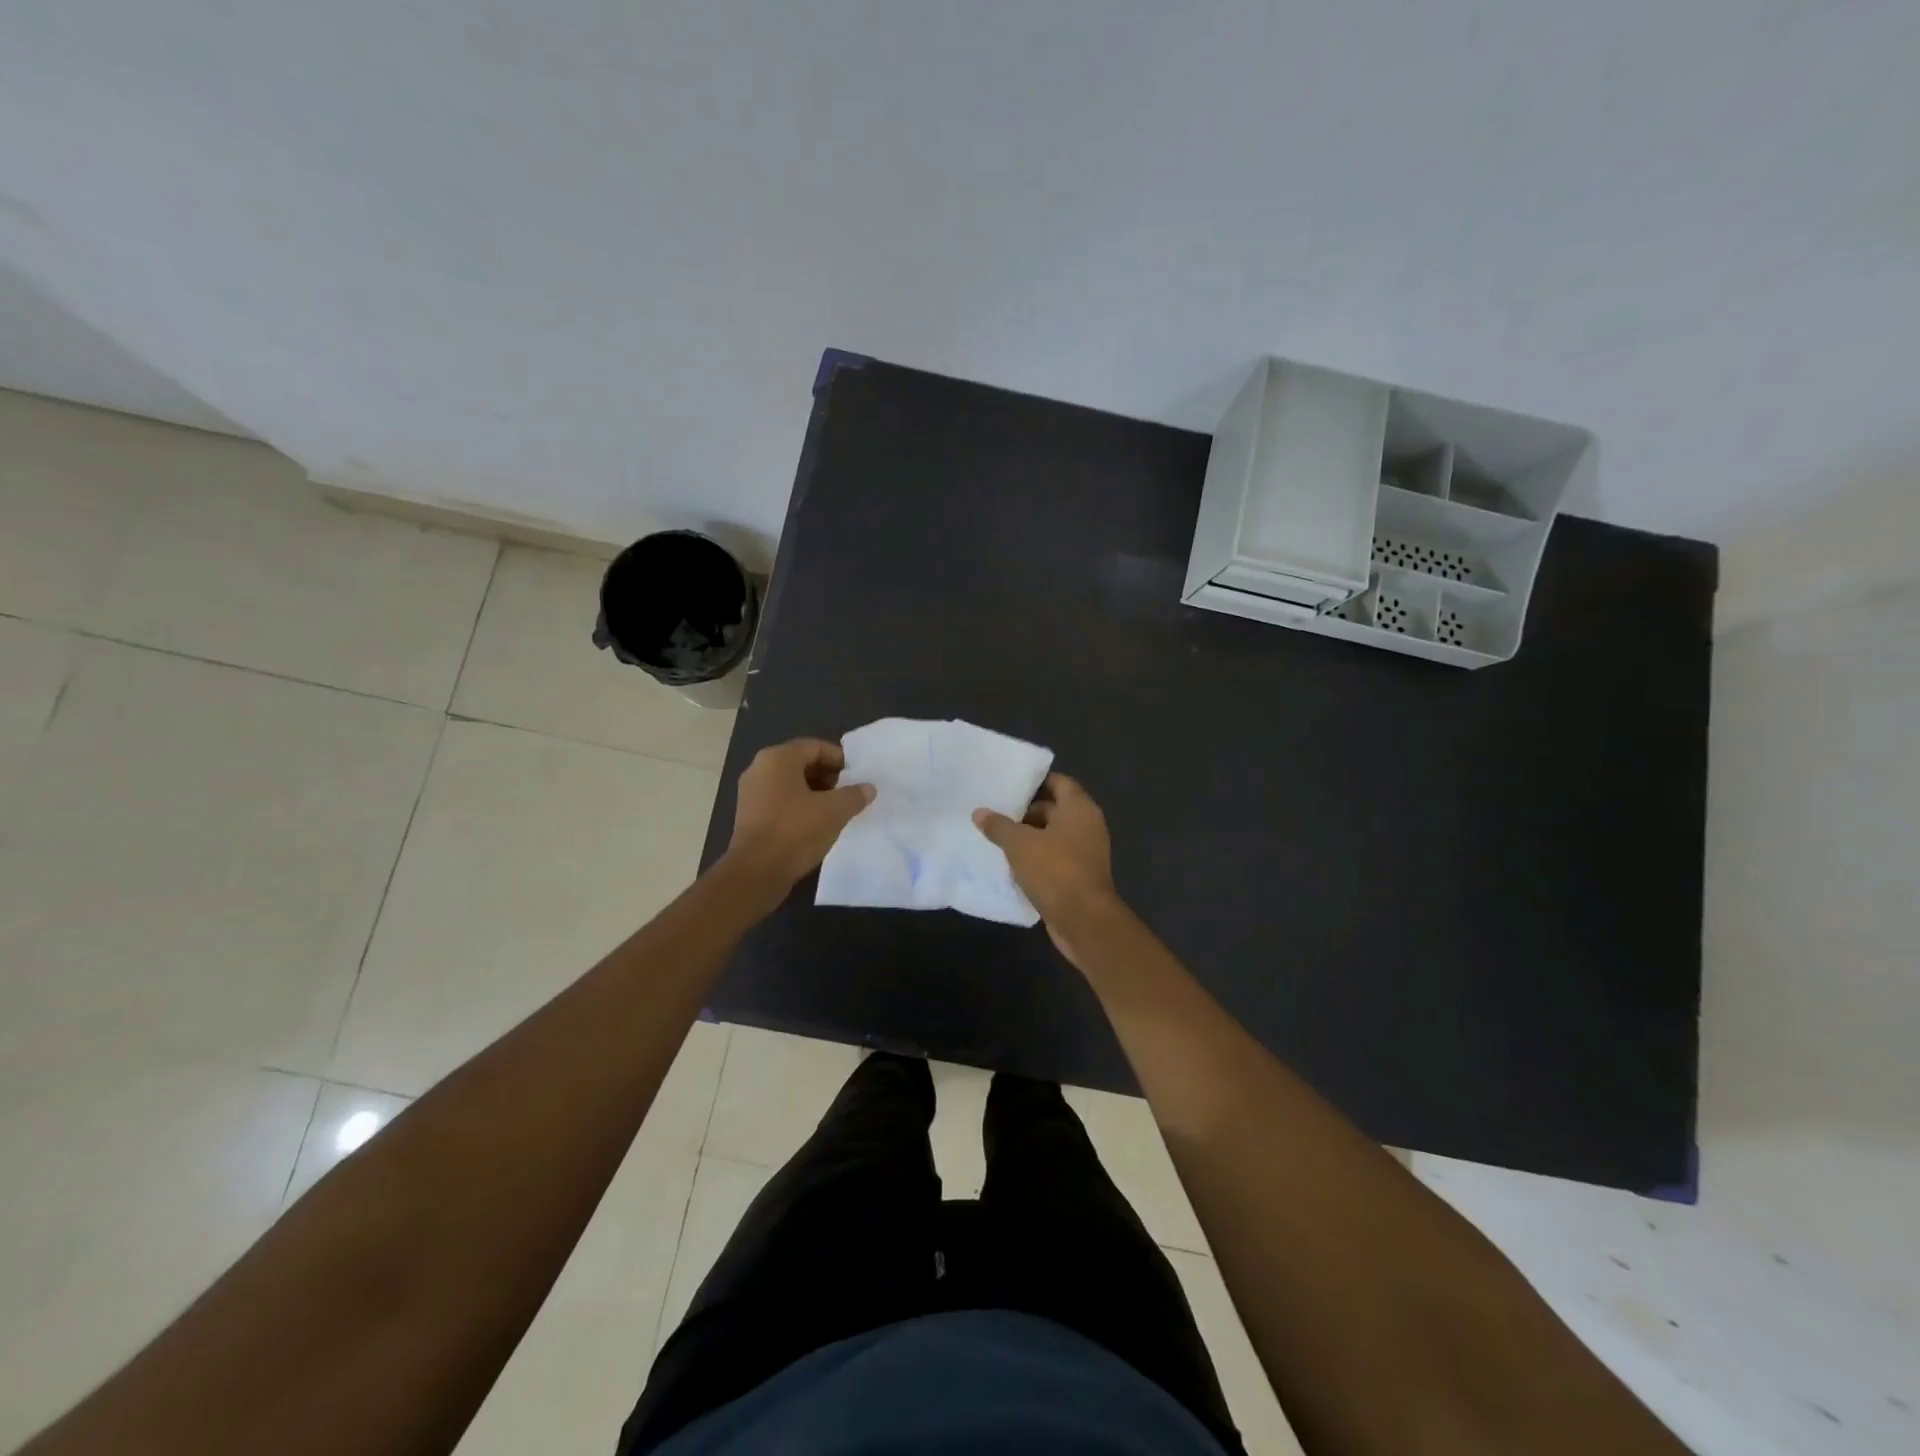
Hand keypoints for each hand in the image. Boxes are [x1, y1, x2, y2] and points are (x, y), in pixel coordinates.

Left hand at [725, 738, 873, 903]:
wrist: (756, 872)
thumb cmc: (796, 831)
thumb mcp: (834, 811)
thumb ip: (854, 795)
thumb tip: (868, 788)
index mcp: (778, 758)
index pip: (815, 747)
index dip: (839, 759)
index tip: (857, 776)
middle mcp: (760, 768)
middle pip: (801, 763)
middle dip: (827, 775)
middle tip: (848, 792)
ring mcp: (751, 792)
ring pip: (790, 783)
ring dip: (815, 792)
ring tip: (835, 809)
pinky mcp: (749, 815)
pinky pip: (779, 800)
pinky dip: (799, 805)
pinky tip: (816, 823)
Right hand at [973, 773, 1119, 968]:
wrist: (1084, 920)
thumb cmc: (1055, 870)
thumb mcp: (1019, 844)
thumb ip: (999, 826)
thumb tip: (979, 812)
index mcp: (1080, 809)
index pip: (1059, 782)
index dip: (1036, 781)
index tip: (1011, 784)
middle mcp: (1088, 826)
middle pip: (1055, 809)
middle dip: (1027, 812)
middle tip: (998, 812)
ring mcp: (1086, 852)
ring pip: (1054, 836)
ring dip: (1030, 837)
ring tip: (999, 838)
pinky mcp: (1080, 876)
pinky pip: (1056, 858)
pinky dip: (1037, 858)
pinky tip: (1012, 864)